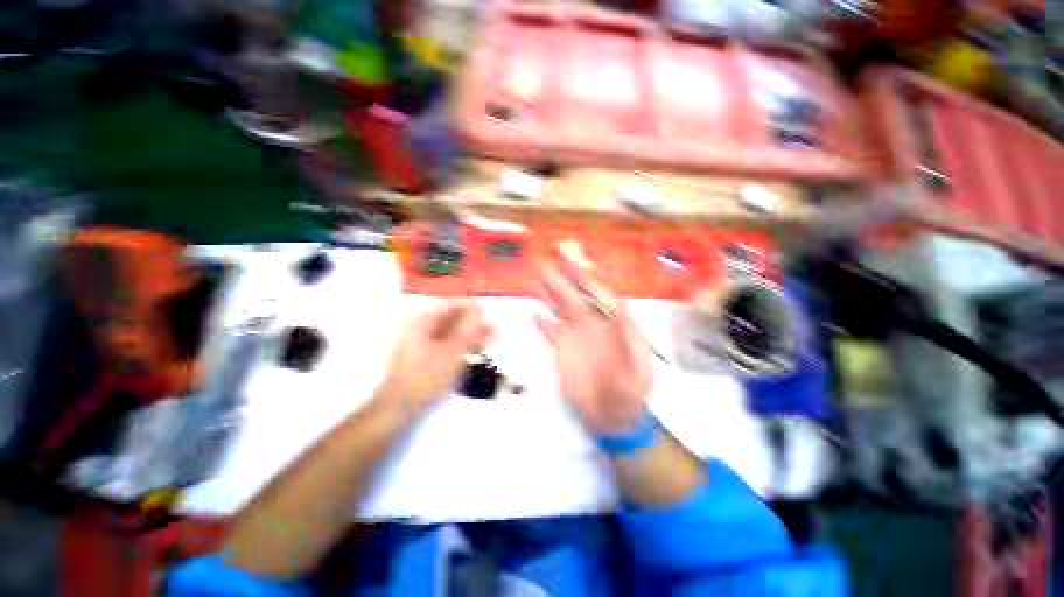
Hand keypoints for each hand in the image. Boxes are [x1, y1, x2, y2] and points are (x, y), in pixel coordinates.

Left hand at [375, 300, 492, 414]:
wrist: (400, 407)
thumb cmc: (426, 376)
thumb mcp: (452, 351)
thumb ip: (467, 327)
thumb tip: (479, 306)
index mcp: (421, 321)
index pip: (450, 304)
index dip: (471, 307)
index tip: (488, 314)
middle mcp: (419, 326)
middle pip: (451, 318)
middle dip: (473, 325)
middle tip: (493, 332)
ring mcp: (420, 341)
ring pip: (451, 332)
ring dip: (470, 336)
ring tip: (489, 343)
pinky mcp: (424, 355)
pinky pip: (446, 344)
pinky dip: (461, 346)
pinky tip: (475, 352)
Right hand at [535, 265, 652, 435]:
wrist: (614, 413)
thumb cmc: (632, 387)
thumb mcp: (639, 358)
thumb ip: (630, 330)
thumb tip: (624, 299)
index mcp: (610, 321)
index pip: (595, 292)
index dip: (582, 275)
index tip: (569, 259)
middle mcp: (590, 323)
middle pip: (572, 295)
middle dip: (559, 278)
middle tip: (544, 261)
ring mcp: (574, 336)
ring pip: (559, 309)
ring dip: (548, 294)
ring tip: (536, 278)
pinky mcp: (562, 351)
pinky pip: (551, 332)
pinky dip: (542, 323)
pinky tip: (535, 314)